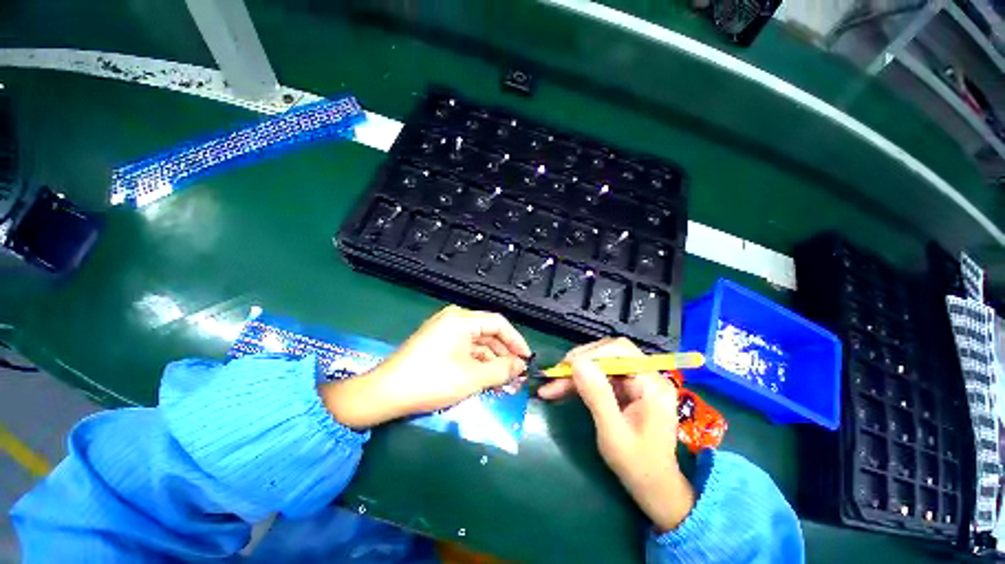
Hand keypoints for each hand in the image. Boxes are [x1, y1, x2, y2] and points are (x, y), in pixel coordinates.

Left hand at [320, 305, 530, 428]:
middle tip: (516, 373)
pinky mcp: (437, 342)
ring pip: (476, 342)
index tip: (527, 359)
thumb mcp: (472, 377)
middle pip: (487, 333)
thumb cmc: (432, 381)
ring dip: (491, 360)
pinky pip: (464, 348)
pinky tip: (485, 377)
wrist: (385, 393)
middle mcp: (454, 319)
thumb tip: (521, 366)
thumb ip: (501, 369)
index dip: (516, 341)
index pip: (498, 323)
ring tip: (503, 379)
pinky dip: (476, 362)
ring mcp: (444, 330)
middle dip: (503, 353)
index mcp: (462, 319)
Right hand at [538, 337, 694, 531]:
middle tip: (555, 374)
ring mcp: (635, 382)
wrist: (653, 488)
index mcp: (652, 384)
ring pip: (600, 365)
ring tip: (551, 385)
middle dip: (579, 362)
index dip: (592, 353)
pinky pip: (598, 377)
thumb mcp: (613, 433)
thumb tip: (577, 363)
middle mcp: (646, 376)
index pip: (621, 350)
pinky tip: (560, 390)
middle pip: (608, 354)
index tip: (567, 366)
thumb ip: (597, 396)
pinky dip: (579, 382)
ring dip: (574, 373)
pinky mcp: (625, 389)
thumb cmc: (638, 465)